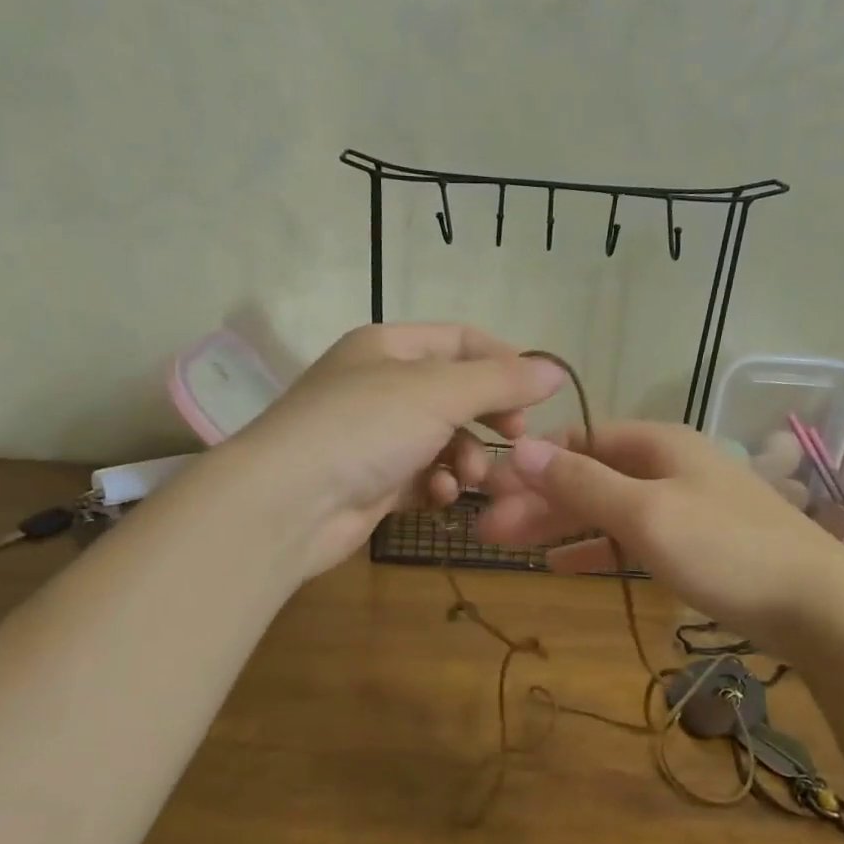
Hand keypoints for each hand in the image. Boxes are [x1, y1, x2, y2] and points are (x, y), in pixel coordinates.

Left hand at [227, 323, 565, 576]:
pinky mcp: (372, 483)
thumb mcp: (439, 392)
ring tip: (467, 478)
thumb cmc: (365, 428)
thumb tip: (556, 370)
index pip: (461, 340)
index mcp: (389, 347)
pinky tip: (440, 497)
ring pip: (442, 440)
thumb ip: (501, 381)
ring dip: (465, 458)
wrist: (288, 503)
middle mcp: (380, 385)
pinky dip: (437, 486)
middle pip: (454, 393)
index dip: (504, 362)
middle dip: (488, 417)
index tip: (537, 395)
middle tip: (516, 437)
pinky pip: (422, 477)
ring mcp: (375, 437)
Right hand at [477, 420, 843, 647]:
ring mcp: (680, 505)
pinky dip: (593, 548)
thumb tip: (521, 446)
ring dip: (558, 525)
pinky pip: (627, 538)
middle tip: (486, 530)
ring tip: (507, 547)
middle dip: (537, 499)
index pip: (579, 439)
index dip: (533, 461)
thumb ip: (581, 482)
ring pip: (603, 508)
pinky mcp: (690, 544)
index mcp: (657, 444)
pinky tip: (559, 564)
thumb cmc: (726, 550)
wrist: (818, 607)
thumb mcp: (646, 513)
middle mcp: (666, 466)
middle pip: (587, 475)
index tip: (491, 488)